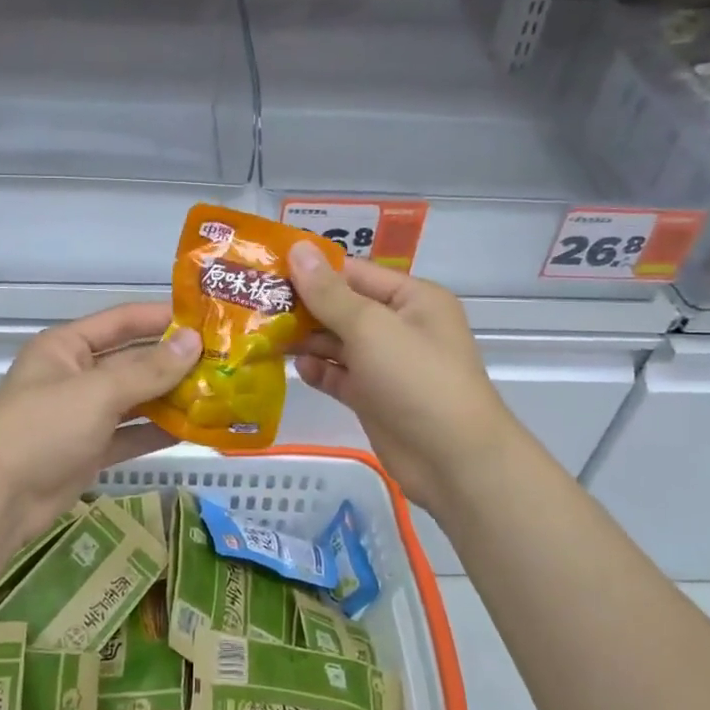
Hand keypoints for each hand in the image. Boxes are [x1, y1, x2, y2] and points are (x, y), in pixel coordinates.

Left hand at [0, 304, 200, 548]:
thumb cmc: (42, 429)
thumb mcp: (98, 392)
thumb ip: (148, 369)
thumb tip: (194, 341)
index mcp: (68, 347)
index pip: (122, 320)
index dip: (162, 318)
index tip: (207, 319)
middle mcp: (76, 375)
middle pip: (132, 361)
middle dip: (173, 361)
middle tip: (224, 360)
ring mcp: (83, 415)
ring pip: (135, 399)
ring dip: (171, 397)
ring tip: (219, 393)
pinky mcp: (89, 450)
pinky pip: (131, 434)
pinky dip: (158, 432)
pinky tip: (196, 429)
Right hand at [289, 243, 520, 514]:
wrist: (453, 460)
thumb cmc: (416, 379)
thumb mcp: (370, 327)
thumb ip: (329, 292)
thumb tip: (298, 249)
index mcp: (411, 298)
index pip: (355, 273)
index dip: (313, 270)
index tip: (268, 269)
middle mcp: (399, 326)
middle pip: (343, 307)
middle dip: (304, 306)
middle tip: (256, 303)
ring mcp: (386, 364)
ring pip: (338, 342)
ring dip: (306, 339)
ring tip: (265, 334)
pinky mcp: (374, 397)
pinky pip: (340, 375)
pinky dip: (319, 370)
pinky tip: (296, 367)